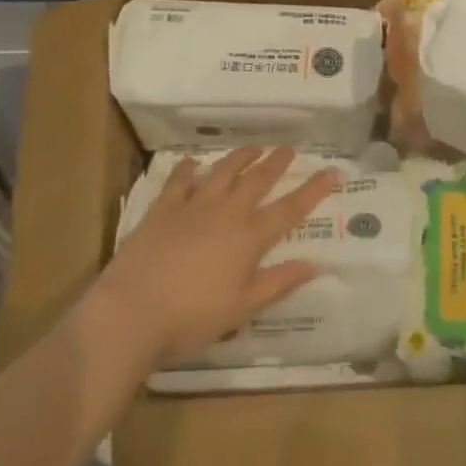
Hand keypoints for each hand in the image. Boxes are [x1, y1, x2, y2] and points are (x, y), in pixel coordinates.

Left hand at [86, 147, 340, 366]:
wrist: (132, 312)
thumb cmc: (192, 317)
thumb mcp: (243, 307)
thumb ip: (279, 283)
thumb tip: (316, 264)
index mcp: (249, 238)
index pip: (290, 209)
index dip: (314, 189)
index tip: (333, 171)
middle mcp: (226, 213)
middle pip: (257, 181)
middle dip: (276, 163)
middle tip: (289, 148)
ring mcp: (192, 206)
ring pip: (222, 172)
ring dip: (240, 157)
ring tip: (253, 148)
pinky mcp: (163, 209)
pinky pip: (179, 180)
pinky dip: (188, 169)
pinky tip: (192, 162)